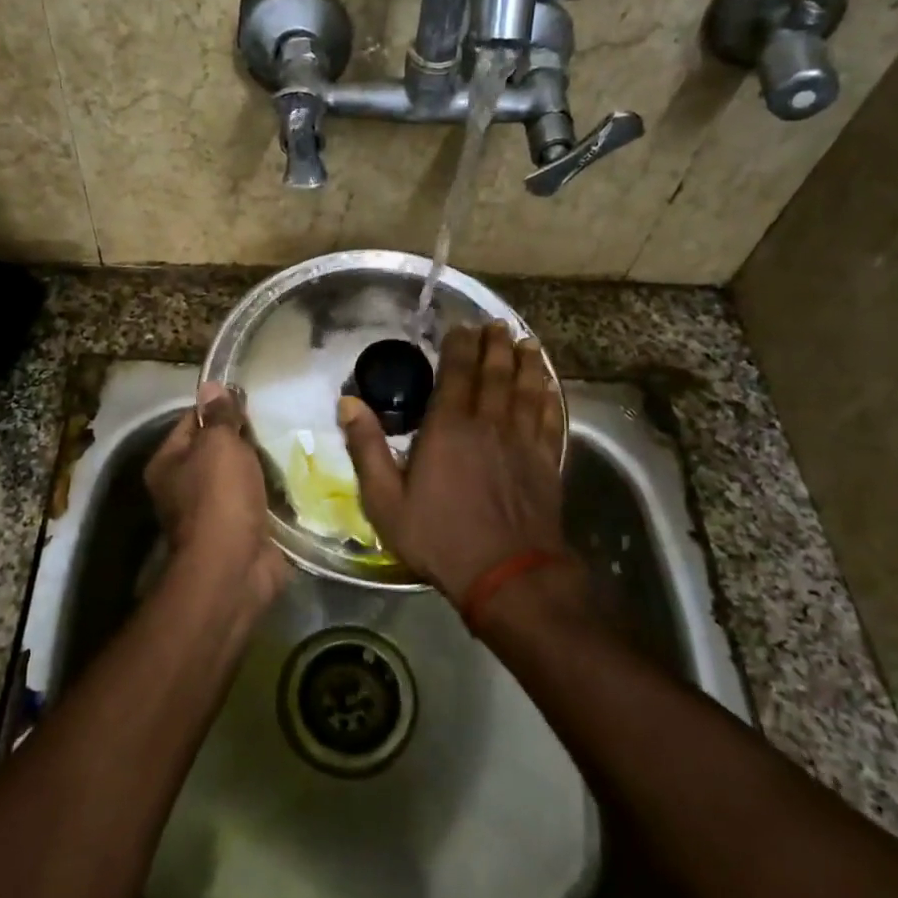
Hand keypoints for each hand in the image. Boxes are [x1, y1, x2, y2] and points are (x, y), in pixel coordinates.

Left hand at [145, 382, 287, 601]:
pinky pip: (260, 500)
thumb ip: (218, 415)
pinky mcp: (242, 530)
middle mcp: (184, 487)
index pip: (191, 421)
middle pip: (218, 450)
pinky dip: (276, 491)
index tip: (251, 398)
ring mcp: (214, 512)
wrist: (234, 568)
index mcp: (168, 463)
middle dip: (246, 437)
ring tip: (295, 440)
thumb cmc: (219, 497)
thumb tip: (211, 385)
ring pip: (242, 475)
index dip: (219, 407)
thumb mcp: (218, 445)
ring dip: (264, 464)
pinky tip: (300, 474)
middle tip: (280, 418)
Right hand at [340, 323, 567, 604]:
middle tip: (496, 324)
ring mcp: (522, 440)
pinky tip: (548, 385)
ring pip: (526, 388)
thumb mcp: (386, 500)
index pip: (457, 372)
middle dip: (495, 344)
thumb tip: (347, 403)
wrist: (506, 573)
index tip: (461, 326)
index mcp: (448, 427)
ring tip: (525, 341)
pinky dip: (549, 395)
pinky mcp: (546, 460)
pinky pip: (550, 416)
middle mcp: (488, 422)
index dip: (459, 345)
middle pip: (495, 372)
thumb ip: (366, 448)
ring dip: (526, 361)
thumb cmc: (439, 537)